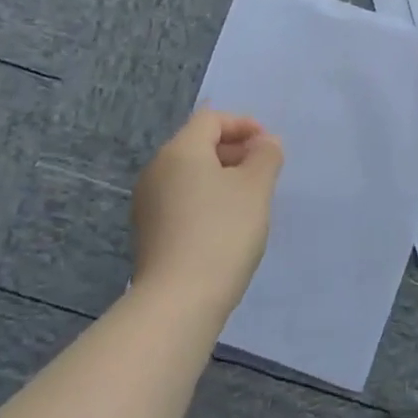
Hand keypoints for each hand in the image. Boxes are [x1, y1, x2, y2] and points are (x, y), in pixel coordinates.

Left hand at [131, 109, 283, 308]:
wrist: (180, 298)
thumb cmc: (223, 231)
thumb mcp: (256, 187)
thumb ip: (266, 156)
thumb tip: (265, 142)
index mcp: (180, 151)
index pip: (211, 119)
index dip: (244, 124)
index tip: (270, 145)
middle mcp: (156, 170)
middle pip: (198, 144)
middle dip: (234, 150)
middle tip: (265, 170)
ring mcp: (148, 203)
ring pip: (190, 174)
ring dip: (222, 176)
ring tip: (251, 198)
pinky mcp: (149, 231)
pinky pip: (182, 199)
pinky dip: (207, 199)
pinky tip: (228, 223)